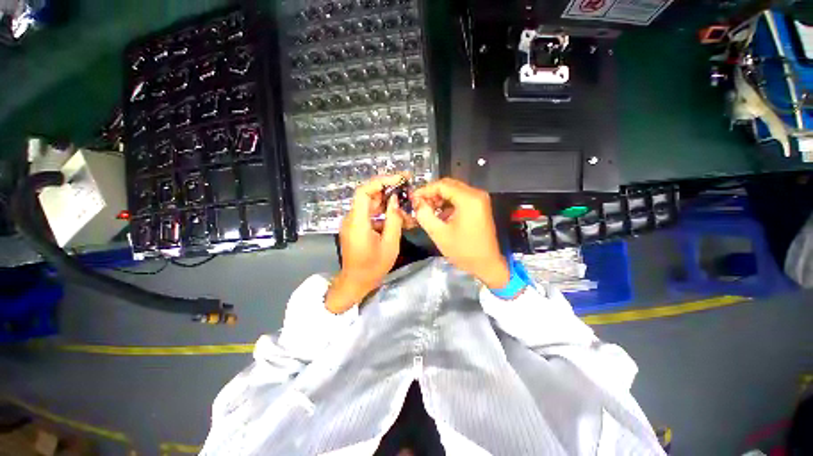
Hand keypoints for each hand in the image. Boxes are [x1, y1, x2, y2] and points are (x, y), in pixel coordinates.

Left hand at [325, 174, 408, 313]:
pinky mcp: (356, 227)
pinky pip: (370, 214)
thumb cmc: (373, 267)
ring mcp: (353, 222)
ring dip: (387, 202)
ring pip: (370, 204)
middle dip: (388, 189)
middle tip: (406, 187)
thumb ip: (393, 219)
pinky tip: (397, 216)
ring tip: (405, 203)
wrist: (356, 282)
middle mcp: (352, 218)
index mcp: (358, 222)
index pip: (364, 191)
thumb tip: (395, 200)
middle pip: (368, 195)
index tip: (399, 178)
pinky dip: (383, 212)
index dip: (381, 181)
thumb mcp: (390, 244)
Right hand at [412, 178, 509, 288]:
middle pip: (448, 185)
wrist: (487, 265)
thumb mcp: (439, 233)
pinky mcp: (479, 206)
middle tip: (419, 205)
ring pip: (454, 191)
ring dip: (439, 198)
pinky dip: (448, 203)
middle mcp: (476, 194)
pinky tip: (439, 214)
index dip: (425, 190)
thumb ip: (424, 215)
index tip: (413, 199)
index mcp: (468, 199)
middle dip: (432, 194)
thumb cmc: (463, 251)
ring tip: (427, 211)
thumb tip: (416, 202)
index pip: (442, 185)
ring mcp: (479, 199)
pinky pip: (460, 198)